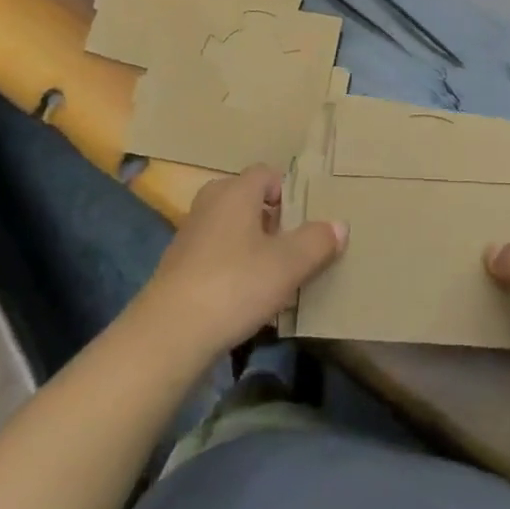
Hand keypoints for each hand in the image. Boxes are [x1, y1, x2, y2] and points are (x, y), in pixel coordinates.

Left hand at [138, 165, 344, 360]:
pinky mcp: (179, 266)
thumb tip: (338, 225)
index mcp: (236, 190)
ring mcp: (190, 234)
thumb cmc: (235, 284)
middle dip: (272, 220)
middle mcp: (210, 202)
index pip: (268, 174)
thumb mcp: (289, 264)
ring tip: (275, 276)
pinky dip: (233, 267)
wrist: (170, 334)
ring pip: (232, 229)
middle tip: (294, 247)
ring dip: (253, 246)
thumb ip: (317, 241)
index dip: (290, 193)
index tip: (306, 220)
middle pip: (248, 200)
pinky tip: (246, 298)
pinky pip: (216, 255)